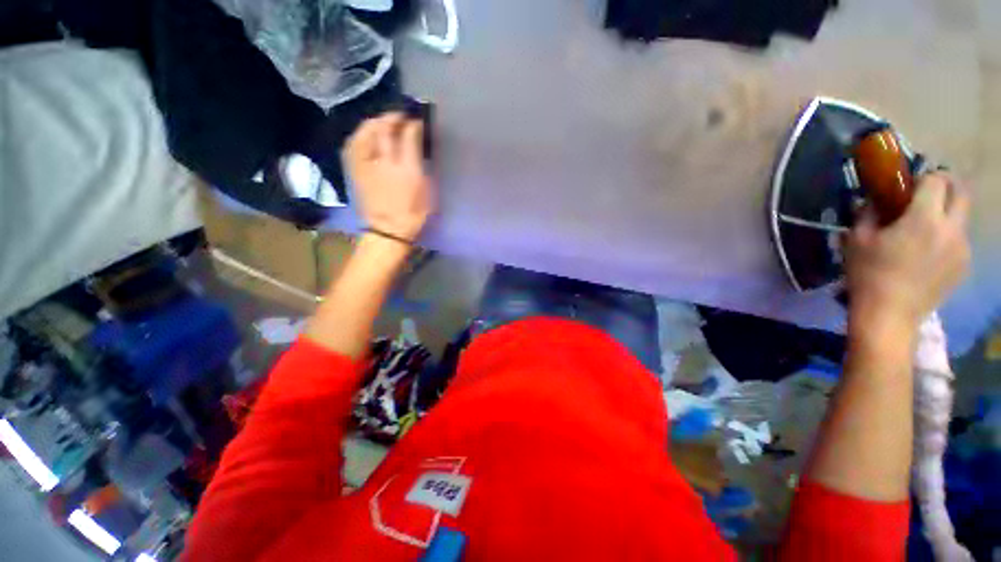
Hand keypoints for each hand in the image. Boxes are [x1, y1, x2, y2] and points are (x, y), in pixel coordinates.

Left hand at [344, 113, 433, 242]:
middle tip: (400, 116)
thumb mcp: (427, 191)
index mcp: (406, 170)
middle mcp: (384, 162)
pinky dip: (360, 135)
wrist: (388, 230)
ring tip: (383, 122)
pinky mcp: (355, 170)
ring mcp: (366, 165)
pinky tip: (366, 135)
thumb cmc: (413, 214)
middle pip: (384, 129)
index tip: (418, 120)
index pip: (408, 136)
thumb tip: (419, 146)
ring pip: (365, 132)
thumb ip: (422, 166)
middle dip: (393, 117)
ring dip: (375, 122)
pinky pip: (353, 144)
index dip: (413, 124)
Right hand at [846, 173, 970, 325]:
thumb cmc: (869, 275)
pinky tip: (929, 252)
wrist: (889, 316)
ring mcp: (962, 249)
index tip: (910, 183)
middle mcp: (951, 228)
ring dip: (947, 213)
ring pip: (963, 217)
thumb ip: (867, 214)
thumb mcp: (857, 241)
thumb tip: (872, 200)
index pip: (936, 181)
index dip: (924, 176)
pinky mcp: (963, 265)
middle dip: (947, 185)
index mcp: (924, 219)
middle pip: (962, 192)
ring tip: (925, 228)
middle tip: (928, 192)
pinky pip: (960, 240)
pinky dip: (947, 236)